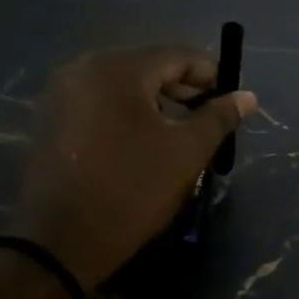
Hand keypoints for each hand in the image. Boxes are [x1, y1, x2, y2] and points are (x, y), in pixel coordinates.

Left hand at [8, 46, 257, 290]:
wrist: (59, 243)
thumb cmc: (131, 190)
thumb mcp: (186, 153)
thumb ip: (218, 118)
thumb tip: (247, 97)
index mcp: (117, 68)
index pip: (178, 55)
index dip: (211, 75)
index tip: (231, 101)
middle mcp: (84, 68)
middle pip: (148, 66)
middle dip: (183, 90)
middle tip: (210, 120)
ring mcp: (61, 93)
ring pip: (123, 85)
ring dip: (156, 103)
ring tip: (180, 134)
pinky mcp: (50, 119)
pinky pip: (100, 102)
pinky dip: (127, 114)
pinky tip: (143, 142)